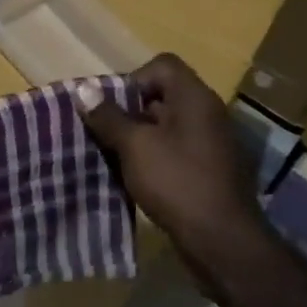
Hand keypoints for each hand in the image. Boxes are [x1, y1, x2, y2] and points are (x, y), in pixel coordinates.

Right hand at [74, 55, 276, 304]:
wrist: (222, 241)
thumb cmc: (177, 182)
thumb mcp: (135, 146)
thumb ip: (109, 117)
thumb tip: (84, 90)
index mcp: (195, 98)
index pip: (162, 65)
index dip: (132, 79)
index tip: (112, 108)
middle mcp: (207, 113)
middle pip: (163, 96)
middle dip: (129, 112)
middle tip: (105, 134)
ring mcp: (211, 143)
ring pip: (167, 127)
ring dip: (139, 138)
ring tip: (113, 157)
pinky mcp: (209, 170)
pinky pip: (176, 151)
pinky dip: (154, 159)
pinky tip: (135, 179)